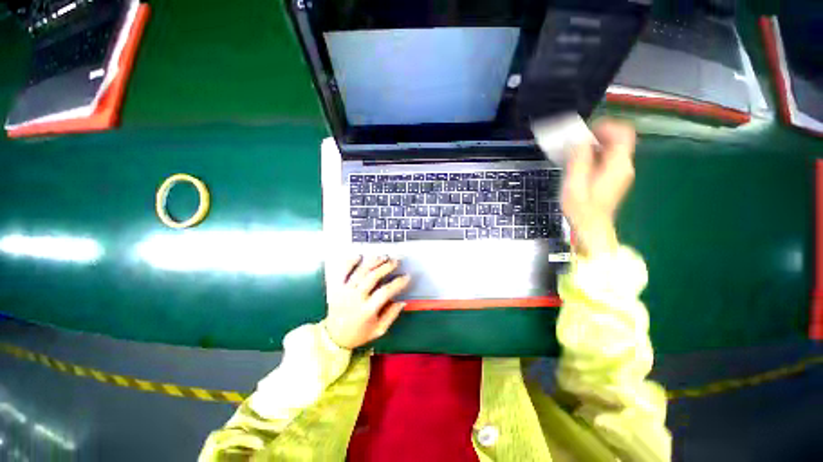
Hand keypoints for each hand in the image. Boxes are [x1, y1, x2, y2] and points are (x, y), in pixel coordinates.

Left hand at [324, 255, 410, 348]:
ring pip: (360, 271)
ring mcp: (344, 291)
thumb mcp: (378, 330)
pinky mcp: (336, 287)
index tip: (406, 276)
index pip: (385, 292)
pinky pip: (342, 271)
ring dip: (373, 262)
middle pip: (373, 277)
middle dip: (386, 267)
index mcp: (367, 310)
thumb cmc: (359, 334)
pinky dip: (350, 262)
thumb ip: (391, 315)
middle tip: (396, 261)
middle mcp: (355, 298)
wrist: (333, 337)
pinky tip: (359, 256)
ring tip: (383, 256)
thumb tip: (403, 301)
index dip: (398, 282)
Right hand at [562, 119, 635, 258]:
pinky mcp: (615, 178)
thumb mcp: (574, 183)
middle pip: (618, 140)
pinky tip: (580, 164)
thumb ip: (579, 160)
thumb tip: (579, 140)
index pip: (623, 134)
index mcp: (618, 166)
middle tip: (575, 142)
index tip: (585, 131)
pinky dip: (595, 155)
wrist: (591, 227)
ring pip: (613, 149)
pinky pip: (608, 159)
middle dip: (597, 136)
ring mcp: (621, 173)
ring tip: (574, 153)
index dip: (606, 126)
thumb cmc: (581, 208)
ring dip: (594, 146)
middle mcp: (624, 166)